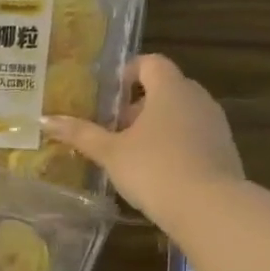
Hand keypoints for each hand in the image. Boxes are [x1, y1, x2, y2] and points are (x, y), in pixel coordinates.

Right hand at [42, 54, 243, 222]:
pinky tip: (156, 172)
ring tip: (130, 153)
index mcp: (170, 89)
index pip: (150, 63)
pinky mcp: (224, 150)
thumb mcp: (110, 153)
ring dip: (156, 126)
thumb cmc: (154, 169)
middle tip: (112, 128)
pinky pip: (194, 136)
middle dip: (137, 105)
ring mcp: (215, 124)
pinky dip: (174, 144)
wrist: (209, 207)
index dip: (127, 72)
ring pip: (180, 113)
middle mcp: (197, 98)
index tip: (108, 94)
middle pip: (165, 88)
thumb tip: (45, 120)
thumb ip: (81, 134)